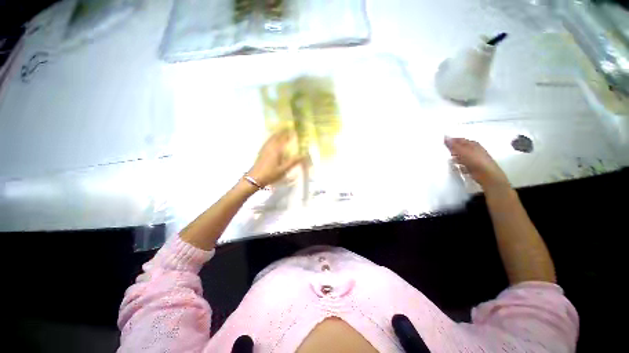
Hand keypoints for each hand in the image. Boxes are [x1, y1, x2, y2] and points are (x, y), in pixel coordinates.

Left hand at [247, 130, 304, 187]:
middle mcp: (270, 146)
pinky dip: (272, 138)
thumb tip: (303, 155)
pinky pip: (268, 141)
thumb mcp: (283, 169)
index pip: (284, 138)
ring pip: (271, 137)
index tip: (295, 130)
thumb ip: (293, 162)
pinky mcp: (261, 151)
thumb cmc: (270, 174)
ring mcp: (265, 148)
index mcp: (276, 149)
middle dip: (283, 132)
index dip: (289, 133)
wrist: (254, 178)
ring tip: (282, 132)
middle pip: (277, 136)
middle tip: (289, 130)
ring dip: (277, 134)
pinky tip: (273, 140)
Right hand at [445, 137, 509, 190]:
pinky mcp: (474, 167)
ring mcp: (475, 159)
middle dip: (453, 149)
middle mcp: (474, 150)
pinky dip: (459, 164)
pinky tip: (456, 167)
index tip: (443, 142)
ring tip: (448, 158)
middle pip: (461, 148)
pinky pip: (463, 164)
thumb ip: (453, 145)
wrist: (487, 174)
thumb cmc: (475, 160)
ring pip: (462, 156)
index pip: (460, 140)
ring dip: (456, 157)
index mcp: (472, 144)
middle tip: (444, 150)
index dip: (452, 140)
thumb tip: (445, 137)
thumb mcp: (462, 151)